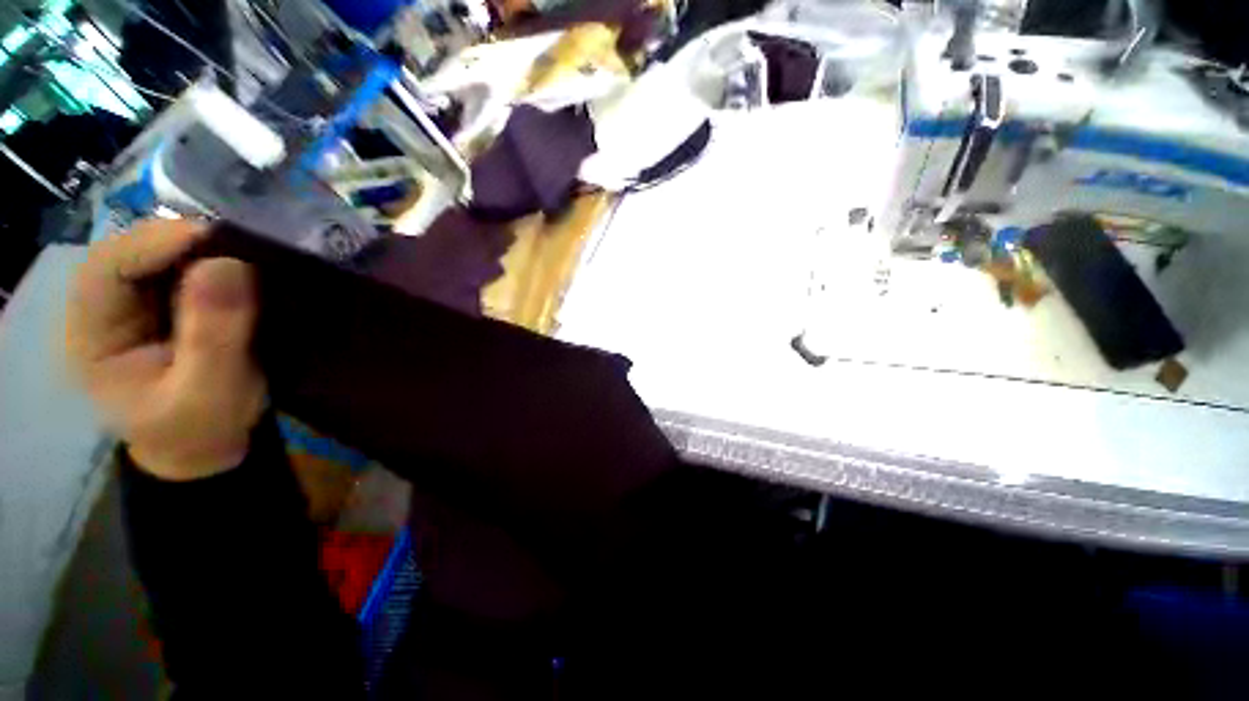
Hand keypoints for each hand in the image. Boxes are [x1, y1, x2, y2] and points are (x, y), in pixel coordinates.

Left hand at [67, 219, 266, 480]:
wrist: (209, 447)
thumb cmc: (200, 430)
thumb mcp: (207, 394)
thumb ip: (213, 337)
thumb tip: (228, 266)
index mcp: (92, 336)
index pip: (105, 269)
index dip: (153, 245)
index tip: (213, 238)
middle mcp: (106, 310)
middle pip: (133, 253)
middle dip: (182, 242)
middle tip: (240, 241)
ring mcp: (138, 306)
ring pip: (162, 256)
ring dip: (204, 249)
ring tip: (248, 251)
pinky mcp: (170, 306)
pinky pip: (188, 270)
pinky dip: (216, 262)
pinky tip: (244, 267)